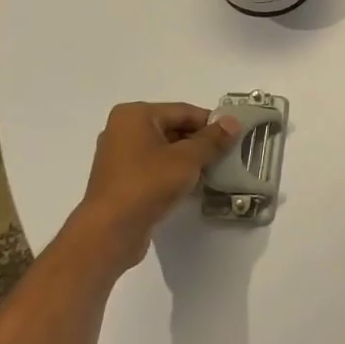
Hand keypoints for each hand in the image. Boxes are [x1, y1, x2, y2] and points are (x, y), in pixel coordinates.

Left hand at [77, 103, 239, 265]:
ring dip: (189, 159)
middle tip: (227, 155)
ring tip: (214, 171)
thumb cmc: (148, 184)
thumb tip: (233, 122)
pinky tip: (192, 185)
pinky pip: (155, 167)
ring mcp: (119, 156)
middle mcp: (123, 130)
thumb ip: (213, 139)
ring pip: (165, 149)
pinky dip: (174, 172)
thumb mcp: (188, 158)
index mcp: (135, 115)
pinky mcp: (121, 179)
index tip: (234, 137)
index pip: (184, 111)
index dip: (211, 123)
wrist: (110, 231)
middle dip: (201, 142)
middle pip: (174, 128)